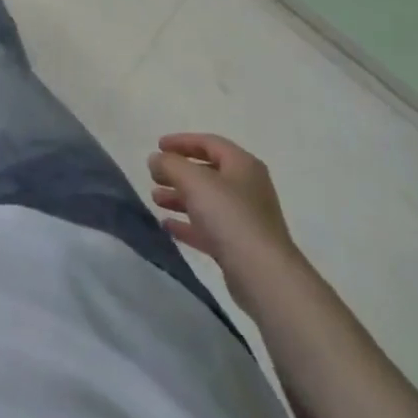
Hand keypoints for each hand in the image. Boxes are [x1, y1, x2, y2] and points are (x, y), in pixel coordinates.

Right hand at [148, 133, 295, 296]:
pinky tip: (167, 226)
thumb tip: (155, 160)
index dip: (182, 141)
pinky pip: (209, 228)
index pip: (209, 143)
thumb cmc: (230, 216)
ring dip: (179, 197)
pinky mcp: (239, 246)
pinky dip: (188, 224)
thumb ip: (170, 164)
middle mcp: (247, 188)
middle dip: (178, 172)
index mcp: (242, 165)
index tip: (158, 146)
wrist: (263, 276)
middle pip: (207, 172)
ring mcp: (245, 219)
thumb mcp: (194, 180)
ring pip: (206, 201)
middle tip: (154, 175)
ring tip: (155, 199)